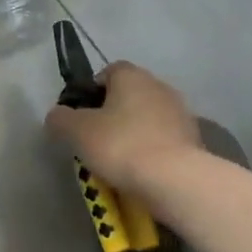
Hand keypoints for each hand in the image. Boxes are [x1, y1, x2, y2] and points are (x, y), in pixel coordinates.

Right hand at [45, 61, 201, 192]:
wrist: (175, 179)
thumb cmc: (120, 145)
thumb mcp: (76, 131)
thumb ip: (60, 118)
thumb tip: (57, 116)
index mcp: (131, 76)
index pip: (108, 72)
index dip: (91, 92)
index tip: (82, 117)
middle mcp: (159, 86)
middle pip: (129, 95)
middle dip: (113, 113)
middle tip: (96, 139)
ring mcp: (181, 112)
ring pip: (147, 118)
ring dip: (134, 132)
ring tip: (119, 160)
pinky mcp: (194, 139)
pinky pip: (164, 139)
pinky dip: (152, 149)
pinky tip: (142, 170)